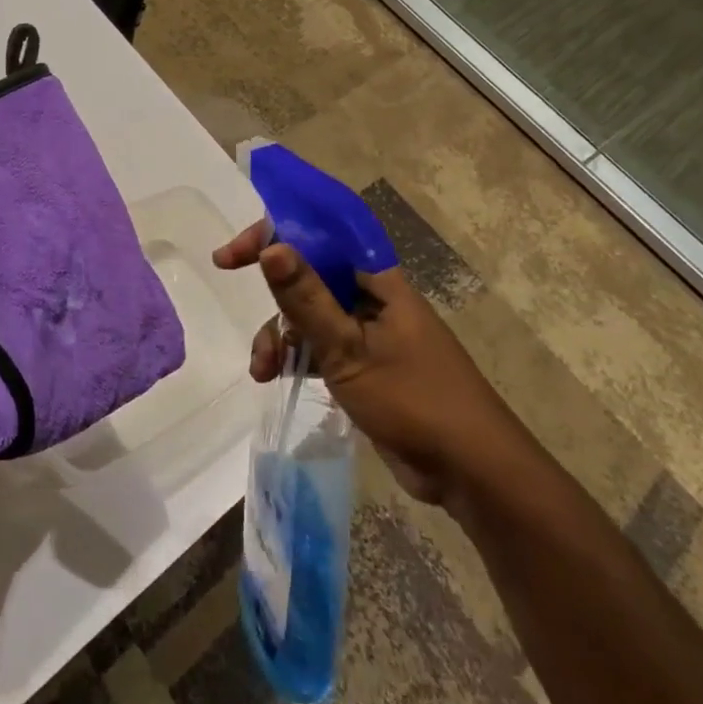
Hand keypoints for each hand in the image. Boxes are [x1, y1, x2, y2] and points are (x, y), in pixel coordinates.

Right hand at [214, 220, 506, 502]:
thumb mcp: (350, 349)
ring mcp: (369, 331)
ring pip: (310, 315)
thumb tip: (271, 246)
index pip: (321, 236)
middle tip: (232, 286)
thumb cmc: (413, 399)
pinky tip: (273, 377)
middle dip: (273, 293)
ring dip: (281, 334)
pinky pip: (319, 346)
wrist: (470, 470)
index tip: (234, 255)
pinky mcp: (365, 364)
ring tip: (262, 367)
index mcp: (377, 280)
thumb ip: (307, 299)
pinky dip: (295, 356)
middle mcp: (372, 297)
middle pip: (310, 274)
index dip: (276, 233)